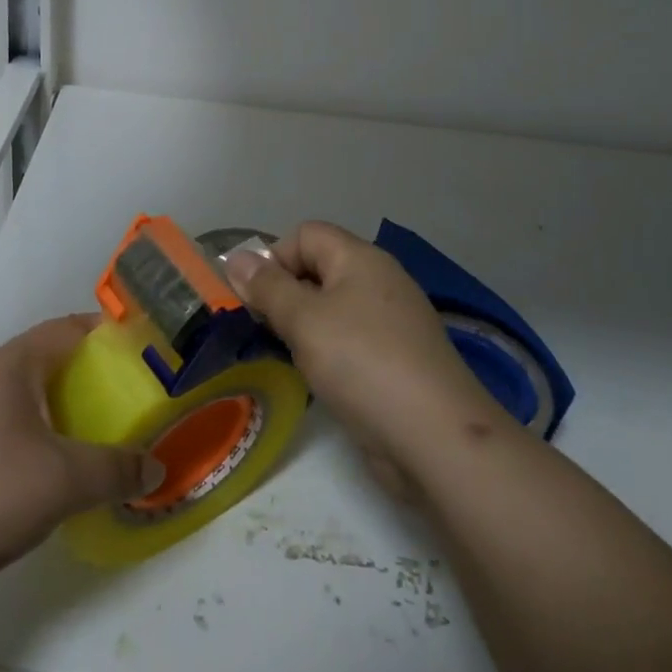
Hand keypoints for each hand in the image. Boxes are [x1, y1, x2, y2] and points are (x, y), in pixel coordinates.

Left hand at [0, 315, 160, 628]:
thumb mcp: (62, 479)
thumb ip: (115, 468)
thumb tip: (156, 467)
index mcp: (8, 367)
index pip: (66, 329)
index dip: (107, 332)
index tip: (145, 346)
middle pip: (50, 365)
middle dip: (94, 378)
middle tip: (137, 396)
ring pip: (31, 406)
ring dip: (69, 416)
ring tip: (111, 435)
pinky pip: (14, 439)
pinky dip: (45, 447)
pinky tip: (67, 476)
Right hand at [225, 222, 502, 497]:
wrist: (435, 437)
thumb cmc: (362, 363)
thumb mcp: (304, 320)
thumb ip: (267, 287)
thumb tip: (236, 258)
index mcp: (361, 259)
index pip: (306, 234)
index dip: (275, 258)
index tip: (256, 299)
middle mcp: (379, 281)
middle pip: (319, 269)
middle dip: (285, 294)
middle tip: (266, 330)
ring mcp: (392, 322)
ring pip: (333, 308)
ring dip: (304, 327)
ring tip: (288, 356)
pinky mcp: (397, 359)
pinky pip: (350, 340)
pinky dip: (328, 352)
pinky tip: (319, 379)